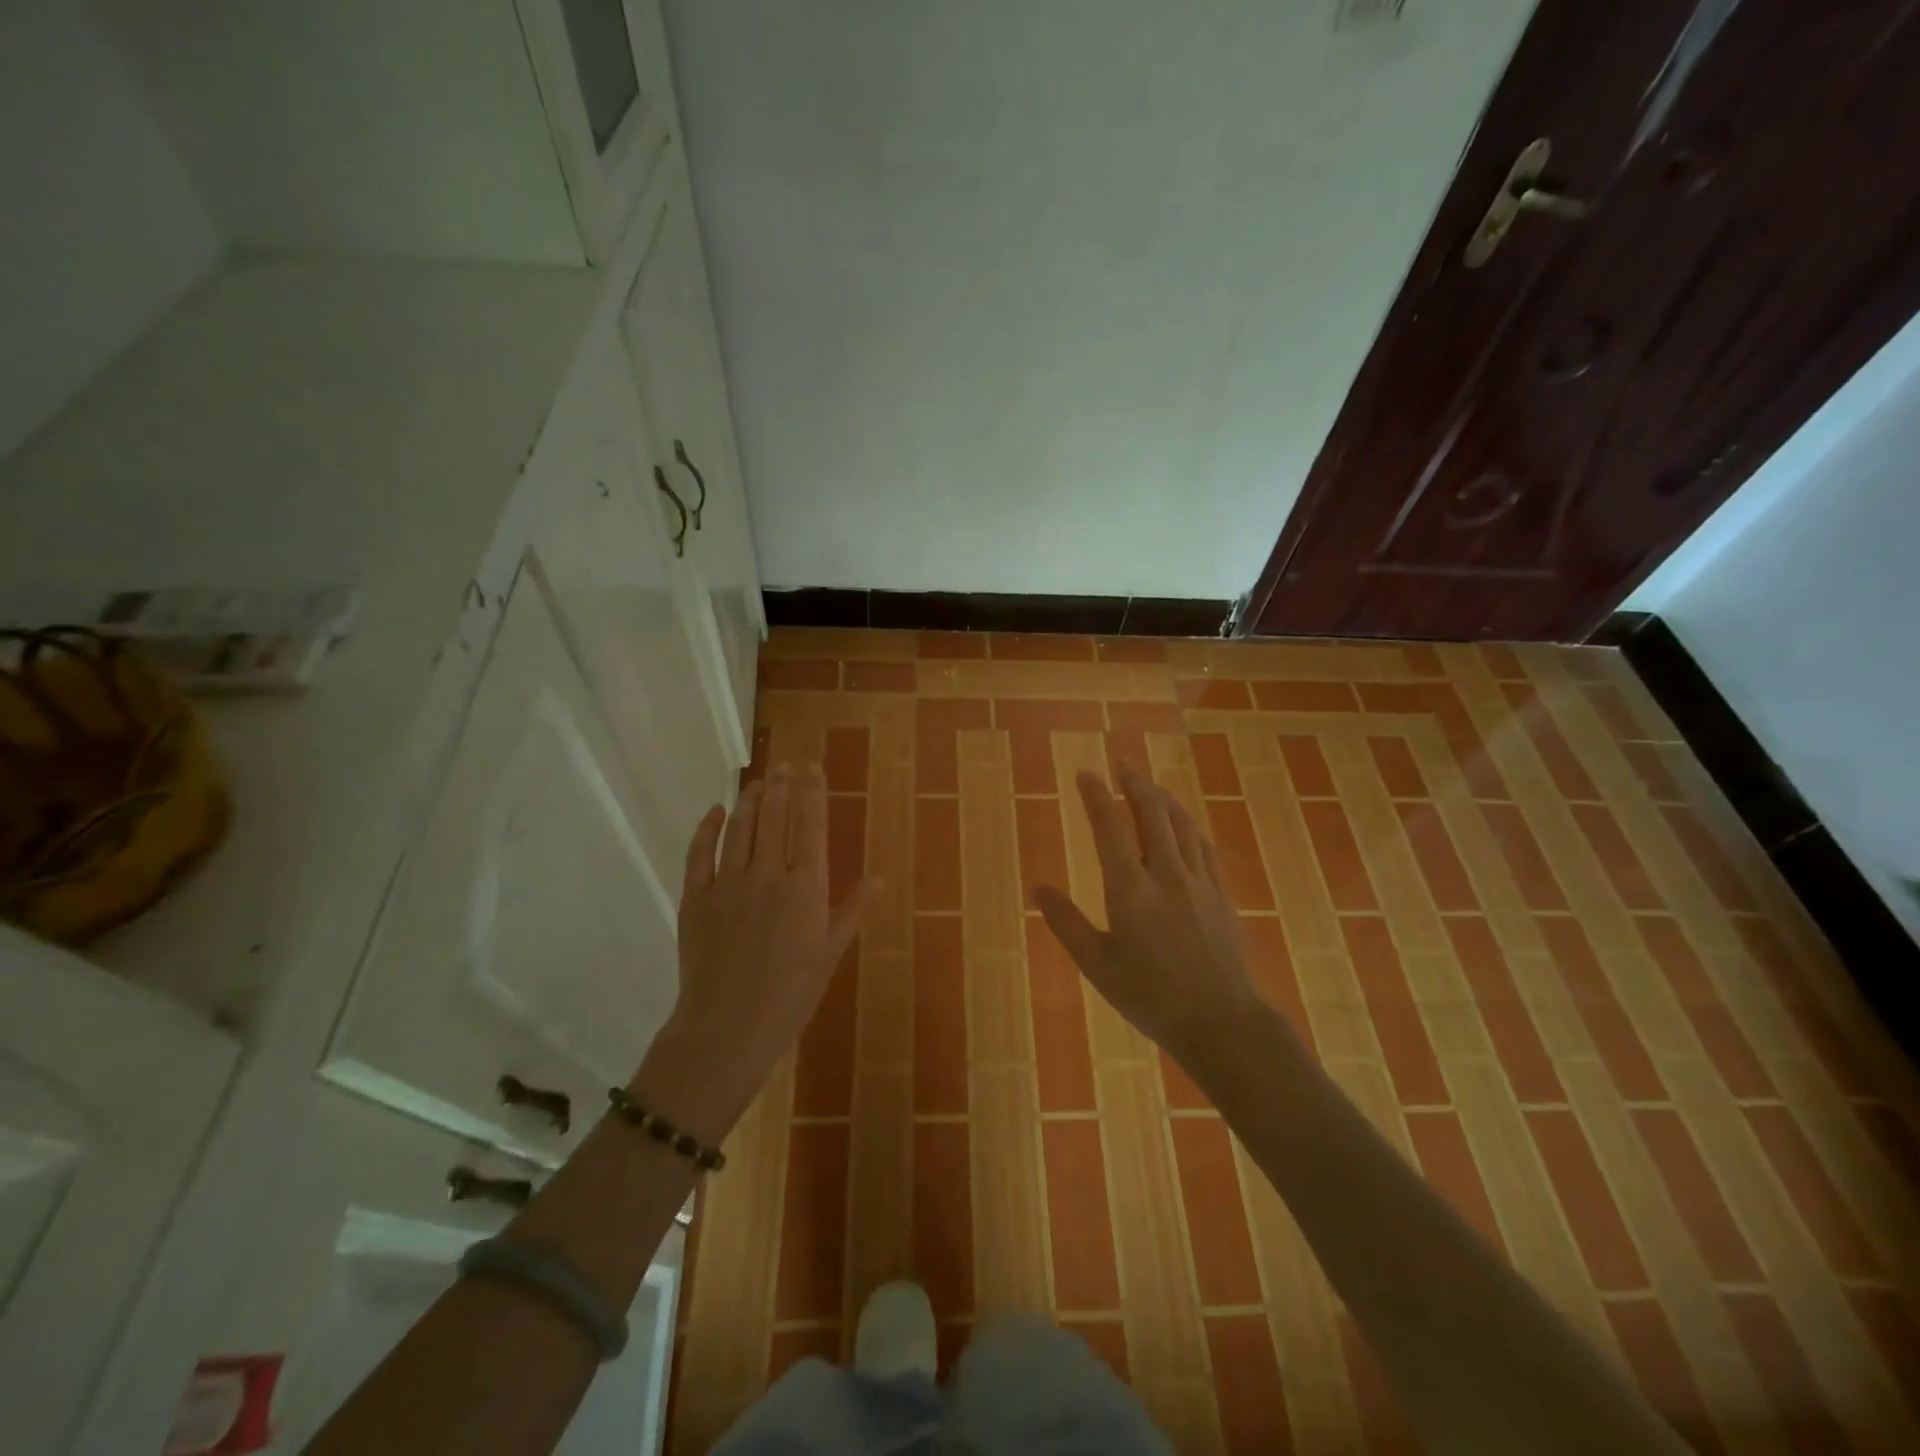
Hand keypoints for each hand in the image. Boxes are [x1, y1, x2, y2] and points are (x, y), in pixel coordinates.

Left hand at [637, 765, 868, 1140]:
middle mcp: (768, 874)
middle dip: (781, 786)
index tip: (811, 768)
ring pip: (740, 827)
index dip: (811, 791)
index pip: (811, 825)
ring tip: (758, 781)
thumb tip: (876, 877)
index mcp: (806, 888)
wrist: (728, 1029)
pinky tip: (716, 811)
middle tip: (785, 766)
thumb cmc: (791, 996)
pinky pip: (699, 852)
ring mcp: (727, 883)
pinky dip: (708, 827)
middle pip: (774, 817)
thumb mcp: (830, 954)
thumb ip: (851, 911)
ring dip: (750, 799)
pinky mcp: (695, 898)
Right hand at [1033, 763, 1262, 1068]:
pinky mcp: (1221, 894)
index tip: (1085, 774)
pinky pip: (1203, 845)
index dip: (1096, 795)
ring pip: (1181, 823)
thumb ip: (1066, 923)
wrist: (1221, 1022)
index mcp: (1130, 889)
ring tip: (1148, 785)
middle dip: (1134, 782)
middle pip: (1151, 812)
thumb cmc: (1150, 997)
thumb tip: (1037, 888)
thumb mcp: (1097, 966)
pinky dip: (1187, 825)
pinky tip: (1183, 824)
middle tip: (1121, 763)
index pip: (1109, 827)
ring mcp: (1198, 881)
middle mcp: (1165, 874)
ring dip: (1162, 798)